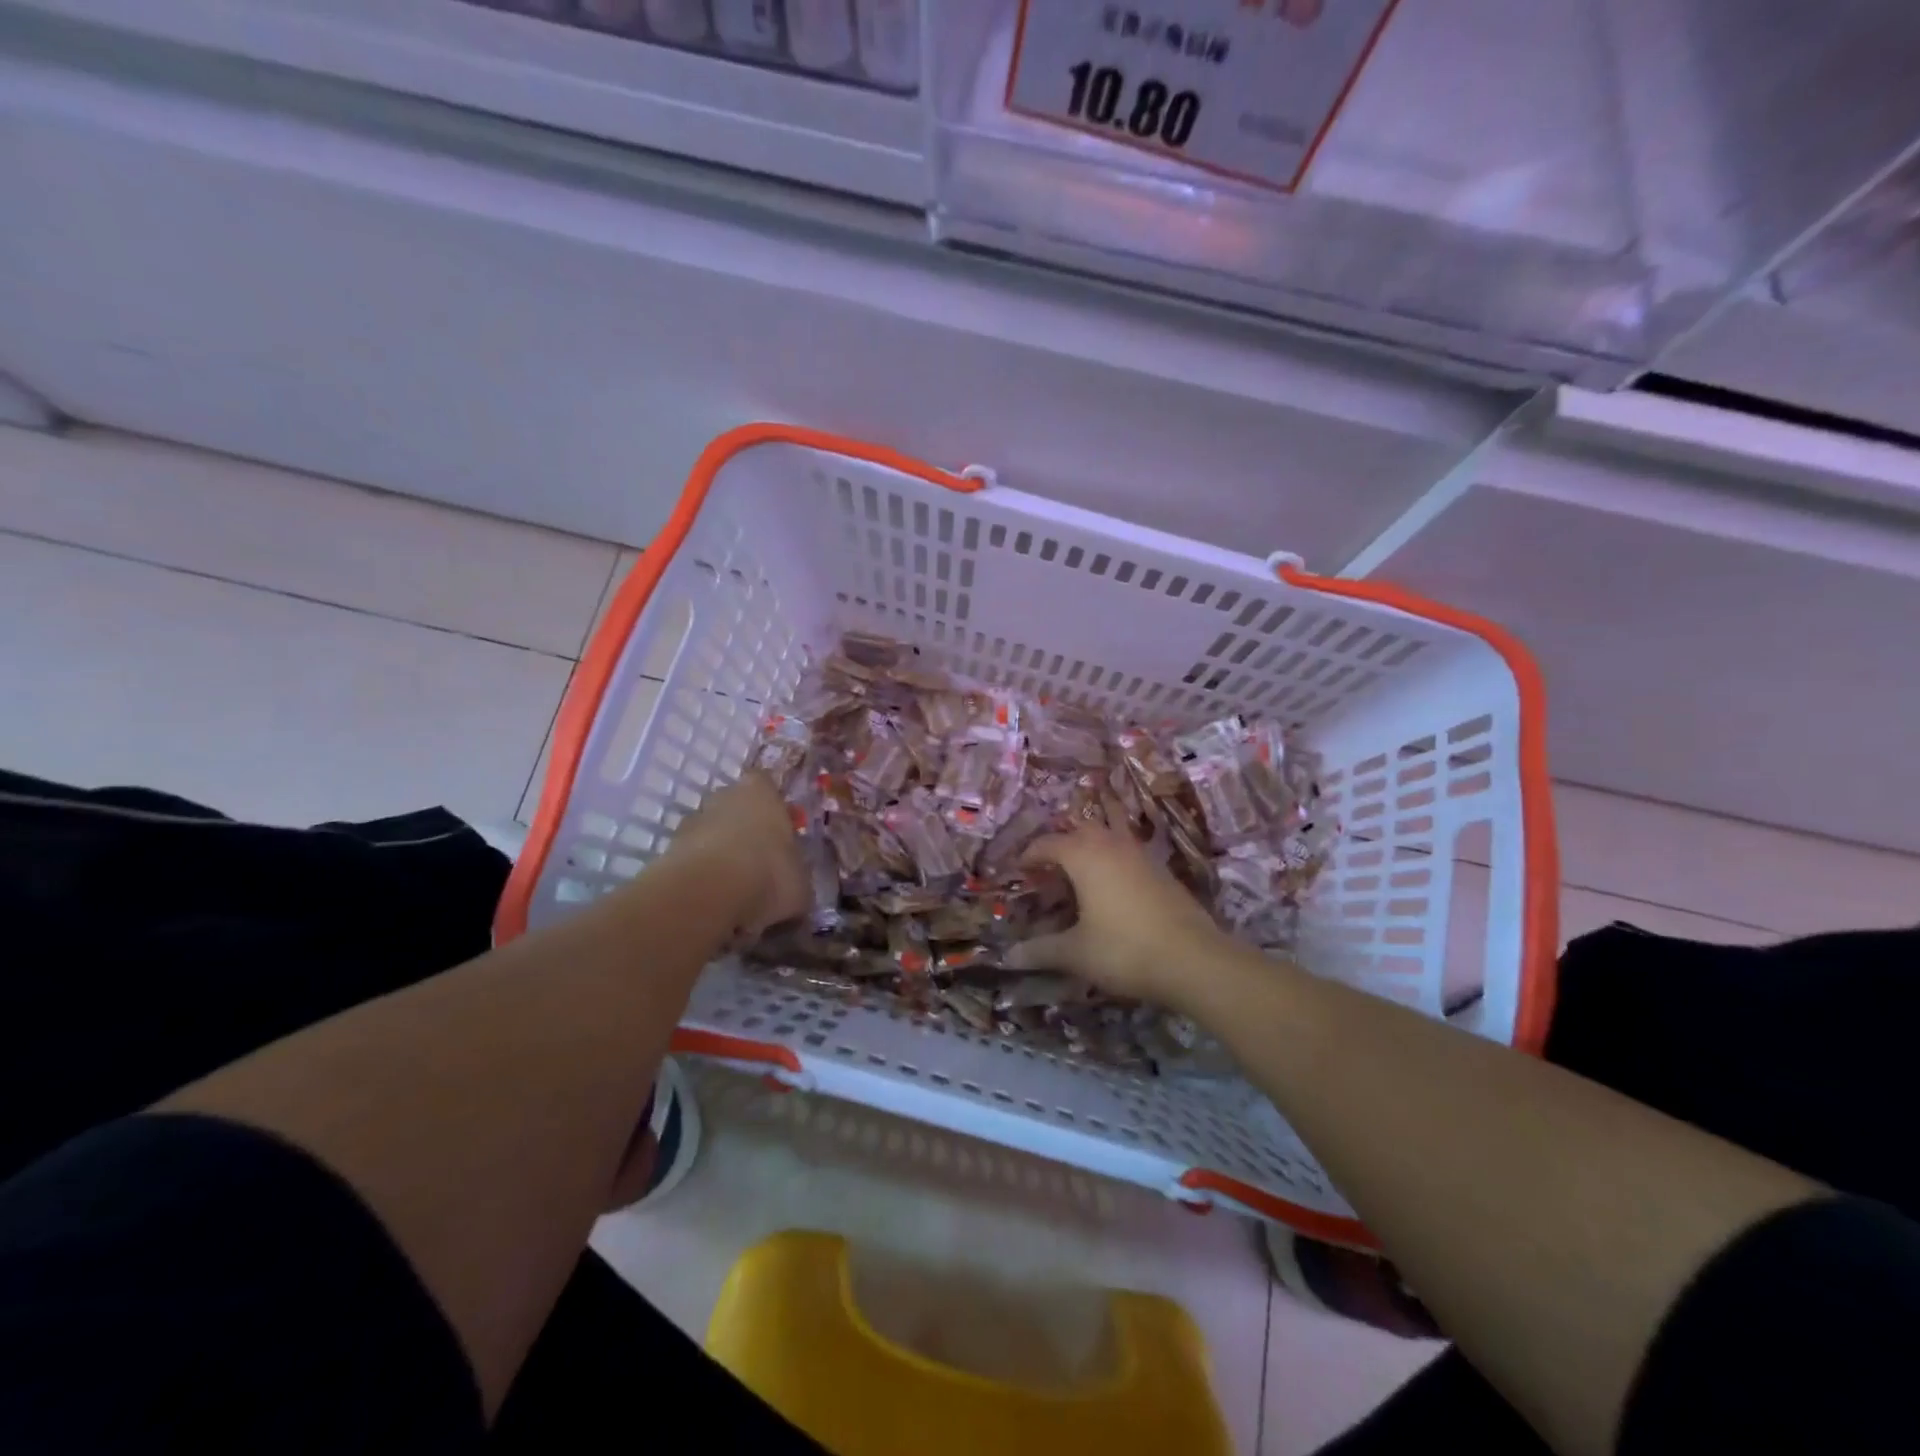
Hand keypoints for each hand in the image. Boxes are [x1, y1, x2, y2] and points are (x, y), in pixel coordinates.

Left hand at [664, 772, 808, 936]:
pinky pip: (692, 862)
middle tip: (760, 868)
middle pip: (736, 810)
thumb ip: (797, 877)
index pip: (767, 786)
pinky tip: (715, 905)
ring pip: (711, 836)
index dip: (774, 810)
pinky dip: (702, 880)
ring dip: (721, 858)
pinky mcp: (668, 851)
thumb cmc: (768, 875)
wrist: (707, 894)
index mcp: (762, 792)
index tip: (782, 835)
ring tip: (736, 895)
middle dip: (746, 834)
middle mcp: (724, 797)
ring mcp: (691, 822)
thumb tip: (794, 887)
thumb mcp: (801, 885)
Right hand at [1007, 826, 1234, 1008]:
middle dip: (1061, 842)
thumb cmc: (1124, 949)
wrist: (1194, 959)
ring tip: (1079, 871)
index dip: (1029, 854)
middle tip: (1048, 867)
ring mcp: (1141, 855)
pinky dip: (1113, 861)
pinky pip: (1128, 853)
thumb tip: (1008, 956)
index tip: (1018, 870)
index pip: (1048, 843)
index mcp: (1084, 855)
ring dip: (1091, 846)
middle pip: (1081, 829)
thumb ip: (1041, 950)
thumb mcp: (1076, 953)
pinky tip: (1112, 888)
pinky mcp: (1162, 870)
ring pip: (1109, 836)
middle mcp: (1112, 845)